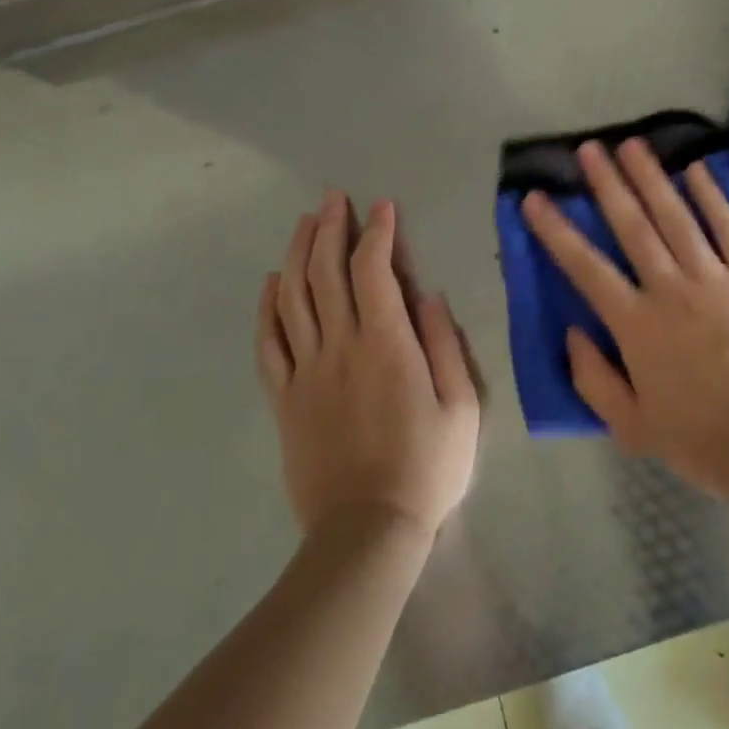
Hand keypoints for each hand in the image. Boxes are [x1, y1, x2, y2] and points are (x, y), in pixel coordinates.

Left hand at [256, 193, 480, 538]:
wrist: (366, 530)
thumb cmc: (426, 467)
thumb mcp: (461, 406)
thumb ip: (444, 345)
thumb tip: (429, 295)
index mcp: (386, 343)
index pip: (375, 270)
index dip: (377, 232)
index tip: (382, 207)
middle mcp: (340, 346)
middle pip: (326, 273)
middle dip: (330, 228)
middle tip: (333, 198)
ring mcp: (306, 371)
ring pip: (293, 298)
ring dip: (297, 253)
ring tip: (304, 222)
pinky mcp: (285, 398)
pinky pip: (269, 343)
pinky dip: (267, 307)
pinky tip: (271, 283)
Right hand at [520, 139, 728, 497]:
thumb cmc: (703, 440)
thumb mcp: (632, 427)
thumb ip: (594, 379)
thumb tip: (572, 333)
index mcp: (636, 325)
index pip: (585, 267)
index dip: (556, 230)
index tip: (535, 198)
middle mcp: (670, 288)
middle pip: (632, 226)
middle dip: (607, 184)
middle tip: (590, 149)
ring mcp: (715, 277)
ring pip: (676, 216)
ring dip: (652, 178)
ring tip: (632, 145)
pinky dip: (712, 196)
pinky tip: (697, 170)